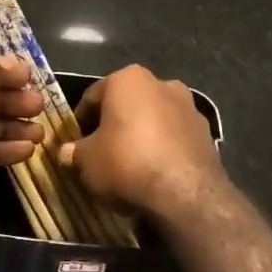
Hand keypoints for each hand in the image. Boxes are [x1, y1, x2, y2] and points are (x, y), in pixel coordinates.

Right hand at [57, 65, 222, 226]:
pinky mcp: (207, 132)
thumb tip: (65, 152)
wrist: (185, 192)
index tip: (75, 142)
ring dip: (141, 136)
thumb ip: (74, 152)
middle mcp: (161, 83)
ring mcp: (189, 106)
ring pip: (154, 119)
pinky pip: (174, 138)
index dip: (81, 121)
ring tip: (129, 167)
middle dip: (114, 125)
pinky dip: (163, 149)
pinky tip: (154, 174)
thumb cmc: (126, 162)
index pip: (93, 96)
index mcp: (128, 79)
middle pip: (127, 105)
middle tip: (101, 153)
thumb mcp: (87, 161)